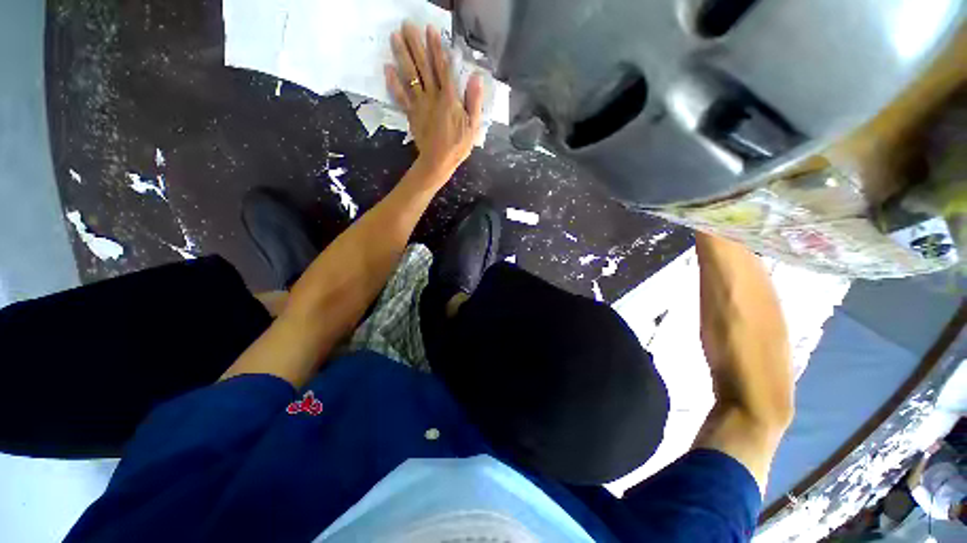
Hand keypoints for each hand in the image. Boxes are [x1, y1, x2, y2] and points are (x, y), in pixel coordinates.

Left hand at [385, 22, 483, 176]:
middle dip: (415, 45)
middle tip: (406, 25)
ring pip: (410, 77)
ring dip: (401, 55)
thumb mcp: (473, 126)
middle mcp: (432, 97)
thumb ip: (474, 102)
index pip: (443, 68)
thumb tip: (476, 77)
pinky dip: (393, 83)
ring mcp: (419, 105)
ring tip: (394, 37)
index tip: (430, 30)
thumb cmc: (458, 146)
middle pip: (423, 67)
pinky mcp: (411, 114)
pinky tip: (387, 68)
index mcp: (449, 99)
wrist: (438, 162)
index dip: (436, 48)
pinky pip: (401, 96)